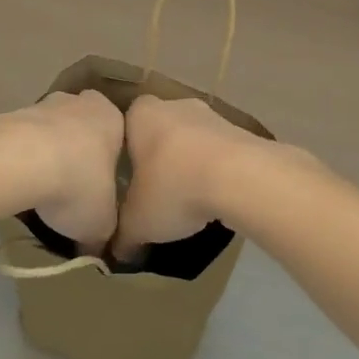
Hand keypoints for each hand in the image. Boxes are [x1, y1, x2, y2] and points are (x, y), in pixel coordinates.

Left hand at [15, 90, 123, 254]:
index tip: (100, 183)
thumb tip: (96, 254)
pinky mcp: (12, 114)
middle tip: (71, 184)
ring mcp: (44, 105)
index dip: (108, 159)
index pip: (117, 134)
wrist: (25, 159)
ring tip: (39, 189)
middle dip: (76, 149)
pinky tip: (17, 182)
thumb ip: (102, 236)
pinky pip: (22, 138)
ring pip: (49, 129)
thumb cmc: (80, 183)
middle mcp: (81, 103)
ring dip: (45, 152)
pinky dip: (21, 156)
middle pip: (81, 125)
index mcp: (113, 119)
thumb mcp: (101, 223)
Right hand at [113, 95, 270, 257]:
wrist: (239, 177)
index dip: (125, 150)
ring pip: (192, 139)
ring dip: (190, 162)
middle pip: (161, 129)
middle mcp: (174, 105)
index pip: (125, 124)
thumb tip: (117, 252)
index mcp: (141, 115)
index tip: (128, 177)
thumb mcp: (137, 223)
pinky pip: (219, 151)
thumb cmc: (174, 187)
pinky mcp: (241, 131)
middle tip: (156, 189)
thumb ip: (123, 236)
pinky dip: (216, 169)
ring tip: (189, 198)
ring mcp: (211, 115)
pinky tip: (216, 197)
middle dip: (159, 155)